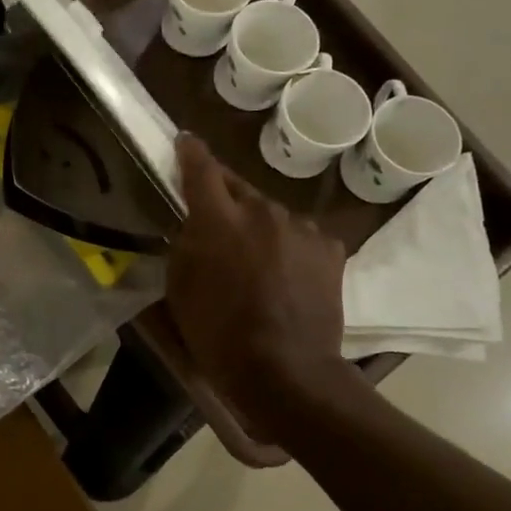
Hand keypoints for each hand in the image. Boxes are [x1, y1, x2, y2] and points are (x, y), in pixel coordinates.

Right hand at [166, 135, 356, 439]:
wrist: (286, 370)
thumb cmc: (219, 334)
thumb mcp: (180, 290)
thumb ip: (185, 247)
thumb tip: (193, 227)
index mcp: (218, 220)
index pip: (201, 170)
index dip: (191, 152)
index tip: (185, 141)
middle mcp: (262, 211)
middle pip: (239, 189)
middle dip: (225, 200)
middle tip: (216, 221)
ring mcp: (302, 228)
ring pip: (272, 214)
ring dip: (260, 227)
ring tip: (256, 259)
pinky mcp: (330, 248)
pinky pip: (302, 235)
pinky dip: (290, 246)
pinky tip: (287, 274)